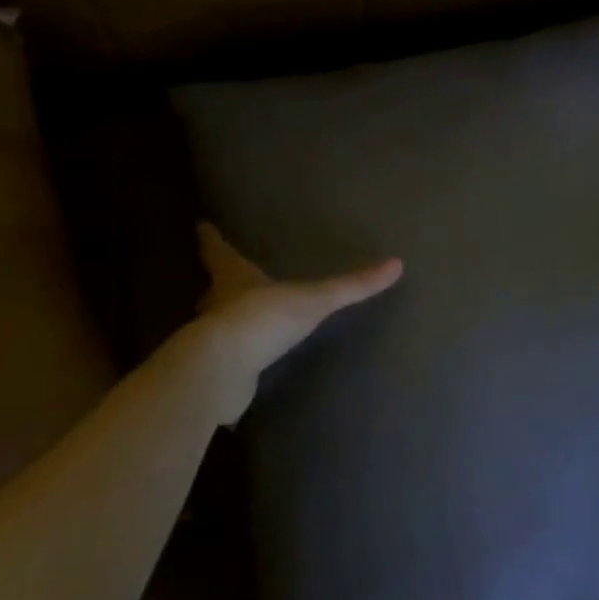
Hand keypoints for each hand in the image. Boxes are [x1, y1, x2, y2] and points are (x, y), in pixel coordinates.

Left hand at [181, 223, 402, 422]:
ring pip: (215, 325)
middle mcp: (216, 305)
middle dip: (218, 284)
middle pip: (213, 289)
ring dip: (223, 322)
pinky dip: (232, 363)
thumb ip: (351, 286)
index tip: (202, 226)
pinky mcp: (215, 372)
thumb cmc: (262, 319)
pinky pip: (225, 363)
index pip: (218, 252)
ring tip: (239, 322)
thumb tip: (396, 264)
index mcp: (233, 278)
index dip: (211, 239)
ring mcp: (212, 341)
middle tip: (225, 280)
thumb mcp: (314, 299)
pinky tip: (243, 369)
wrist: (222, 371)